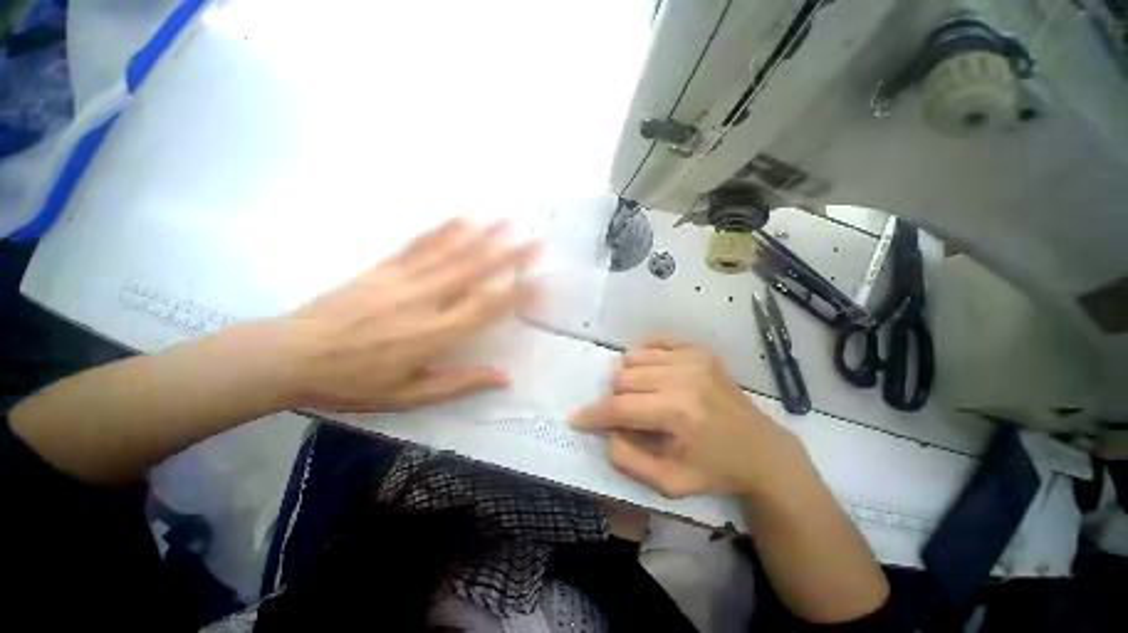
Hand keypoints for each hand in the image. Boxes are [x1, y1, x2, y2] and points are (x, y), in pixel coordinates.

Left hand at [281, 218, 539, 411]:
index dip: (516, 295)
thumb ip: (459, 383)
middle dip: (511, 256)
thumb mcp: (409, 396)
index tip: (540, 284)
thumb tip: (503, 377)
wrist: (290, 355)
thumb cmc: (353, 382)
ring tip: (508, 220)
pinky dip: (444, 230)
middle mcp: (425, 301)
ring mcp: (403, 279)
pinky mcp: (383, 268)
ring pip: (452, 253)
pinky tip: (461, 218)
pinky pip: (419, 244)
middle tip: (537, 242)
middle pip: (476, 272)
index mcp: (434, 335)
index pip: (486, 309)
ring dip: (484, 235)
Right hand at [571, 335, 805, 498]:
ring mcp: (694, 358)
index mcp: (679, 414)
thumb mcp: (668, 483)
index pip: (619, 408)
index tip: (577, 419)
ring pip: (633, 357)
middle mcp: (684, 378)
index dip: (593, 415)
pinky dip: (645, 357)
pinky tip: (653, 375)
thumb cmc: (714, 470)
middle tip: (626, 416)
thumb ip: (627, 459)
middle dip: (615, 399)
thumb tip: (606, 430)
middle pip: (622, 378)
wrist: (761, 450)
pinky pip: (654, 341)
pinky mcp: (699, 350)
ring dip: (628, 378)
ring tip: (642, 396)